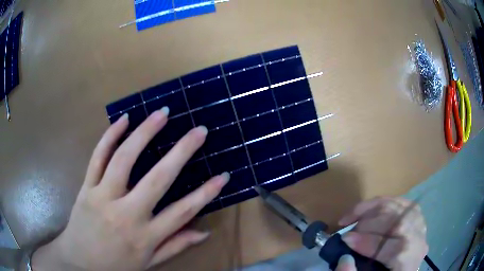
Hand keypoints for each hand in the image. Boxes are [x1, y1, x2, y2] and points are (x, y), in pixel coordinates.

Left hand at [31, 108, 229, 270]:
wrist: (80, 261)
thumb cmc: (116, 265)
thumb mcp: (149, 263)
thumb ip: (175, 246)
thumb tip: (204, 232)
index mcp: (145, 236)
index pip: (181, 212)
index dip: (205, 194)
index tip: (223, 175)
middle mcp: (126, 214)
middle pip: (157, 179)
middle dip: (181, 152)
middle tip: (199, 131)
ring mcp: (103, 197)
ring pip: (124, 159)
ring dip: (144, 133)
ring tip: (162, 114)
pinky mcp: (86, 187)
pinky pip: (97, 157)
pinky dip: (109, 136)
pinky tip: (124, 119)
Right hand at [337, 197, 427, 270]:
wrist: (403, 270)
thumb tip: (344, 259)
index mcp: (408, 261)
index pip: (392, 247)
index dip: (367, 242)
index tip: (344, 239)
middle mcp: (419, 240)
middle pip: (396, 222)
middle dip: (367, 223)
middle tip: (348, 229)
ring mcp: (419, 224)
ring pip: (397, 206)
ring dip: (371, 209)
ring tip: (353, 217)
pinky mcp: (416, 214)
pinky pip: (399, 200)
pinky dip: (381, 202)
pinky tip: (367, 209)